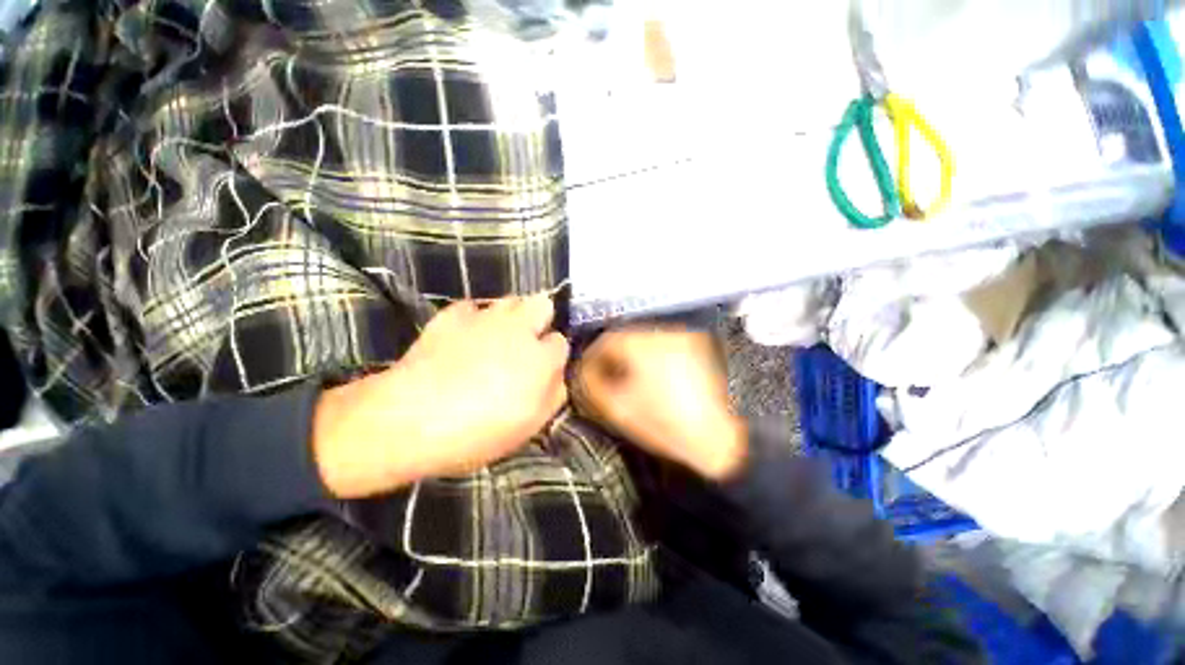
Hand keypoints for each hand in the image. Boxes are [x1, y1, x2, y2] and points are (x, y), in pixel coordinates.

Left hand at [313, 295, 569, 498]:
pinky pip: (471, 307)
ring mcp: (484, 318)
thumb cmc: (478, 431)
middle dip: (539, 319)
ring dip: (510, 315)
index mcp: (540, 358)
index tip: (542, 368)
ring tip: (495, 337)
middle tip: (525, 342)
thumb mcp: (529, 426)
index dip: (552, 354)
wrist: (411, 418)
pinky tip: (462, 337)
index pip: (560, 342)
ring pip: (509, 300)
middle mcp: (518, 330)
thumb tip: (558, 376)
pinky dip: (471, 319)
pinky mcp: (451, 316)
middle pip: (542, 304)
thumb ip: (553, 395)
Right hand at [576, 329, 746, 480]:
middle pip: (625, 336)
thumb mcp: (617, 408)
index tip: (586, 374)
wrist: (719, 439)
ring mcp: (684, 337)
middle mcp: (663, 331)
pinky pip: (664, 345)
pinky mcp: (698, 346)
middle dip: (612, 356)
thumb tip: (583, 371)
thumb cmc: (664, 425)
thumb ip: (592, 385)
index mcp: (641, 344)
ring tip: (628, 377)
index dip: (592, 358)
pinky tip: (652, 376)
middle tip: (605, 376)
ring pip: (645, 339)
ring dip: (632, 355)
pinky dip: (652, 356)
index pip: (605, 340)